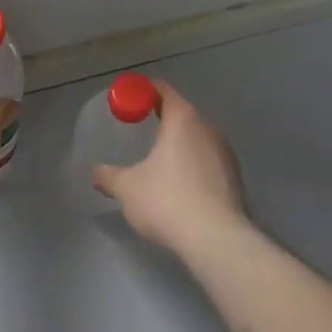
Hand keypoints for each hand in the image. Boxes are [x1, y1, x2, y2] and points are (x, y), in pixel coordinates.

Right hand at [92, 80, 249, 258]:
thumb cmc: (168, 201)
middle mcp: (208, 128)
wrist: (217, 241)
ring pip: (199, 139)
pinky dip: (195, 166)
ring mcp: (226, 154)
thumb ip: (109, 176)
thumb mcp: (128, 188)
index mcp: (183, 119)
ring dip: (181, 145)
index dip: (145, 91)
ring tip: (161, 161)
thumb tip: (95, 173)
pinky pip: (209, 162)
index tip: (131, 100)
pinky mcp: (236, 179)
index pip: (164, 90)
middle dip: (164, 119)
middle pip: (183, 114)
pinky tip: (182, 187)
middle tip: (143, 129)